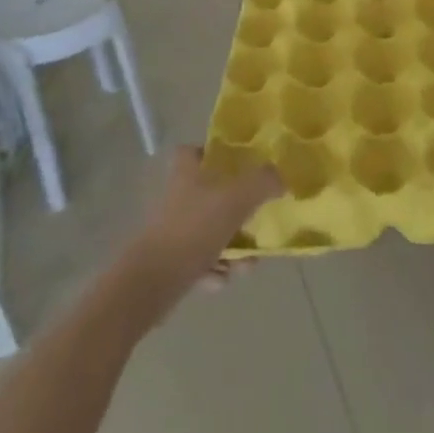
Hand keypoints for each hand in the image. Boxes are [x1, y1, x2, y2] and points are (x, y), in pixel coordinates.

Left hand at [120, 146, 282, 314]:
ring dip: (232, 248)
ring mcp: (173, 229)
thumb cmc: (194, 228)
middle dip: (238, 213)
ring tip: (246, 264)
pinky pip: (201, 260)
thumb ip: (263, 182)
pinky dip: (215, 269)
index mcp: (187, 172)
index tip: (239, 165)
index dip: (214, 154)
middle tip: (257, 222)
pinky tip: (222, 279)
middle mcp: (178, 196)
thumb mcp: (237, 198)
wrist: (152, 282)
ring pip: (211, 231)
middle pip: (212, 194)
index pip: (194, 150)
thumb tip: (281, 176)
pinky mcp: (171, 260)